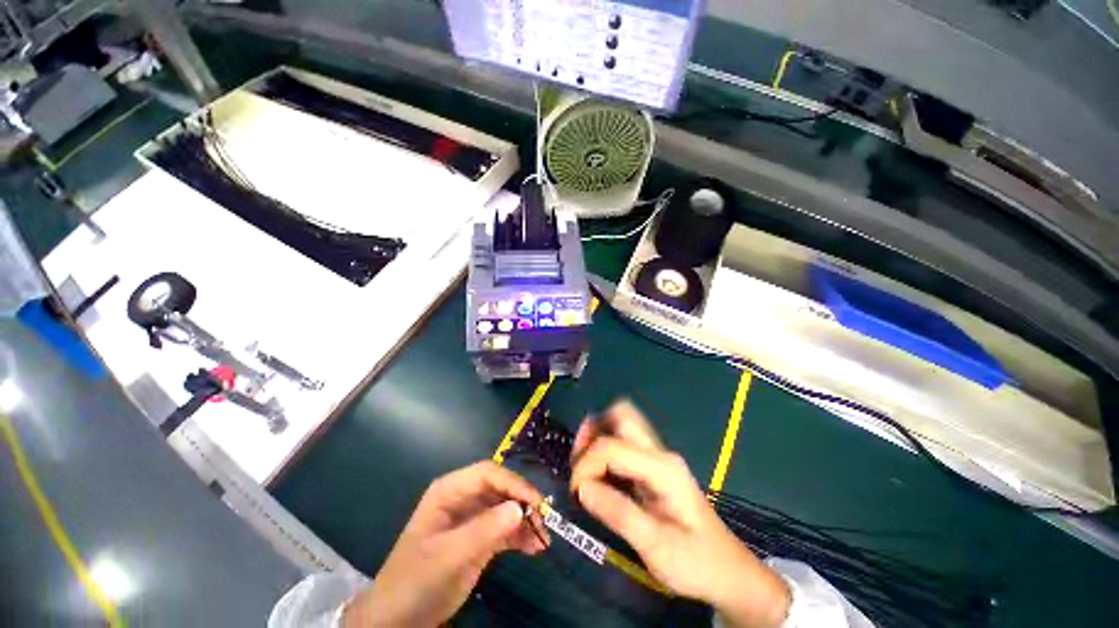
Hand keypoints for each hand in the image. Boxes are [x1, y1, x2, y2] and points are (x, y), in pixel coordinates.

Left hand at [343, 461, 548, 626]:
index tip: (536, 502)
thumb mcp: (448, 555)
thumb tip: (520, 508)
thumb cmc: (416, 580)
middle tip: (543, 521)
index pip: (488, 473)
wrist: (398, 620)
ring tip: (543, 539)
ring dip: (525, 521)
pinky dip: (520, 536)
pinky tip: (535, 548)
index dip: (513, 482)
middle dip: (523, 503)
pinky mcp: (479, 539)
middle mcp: (464, 499)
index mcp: (450, 491)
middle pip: (500, 489)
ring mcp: (472, 519)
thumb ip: (484, 530)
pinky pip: (505, 530)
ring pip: (506, 509)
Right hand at [570, 401, 790, 627]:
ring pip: (620, 424)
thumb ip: (618, 514)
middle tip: (578, 461)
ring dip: (597, 438)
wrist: (727, 572)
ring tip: (583, 467)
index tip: (576, 492)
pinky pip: (622, 443)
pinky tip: (597, 473)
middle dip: (593, 432)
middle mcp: (659, 453)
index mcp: (662, 468)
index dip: (587, 464)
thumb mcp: (657, 548)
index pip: (612, 446)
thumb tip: (582, 487)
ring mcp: (657, 457)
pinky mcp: (652, 467)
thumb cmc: (696, 563)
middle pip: (621, 415)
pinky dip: (604, 449)